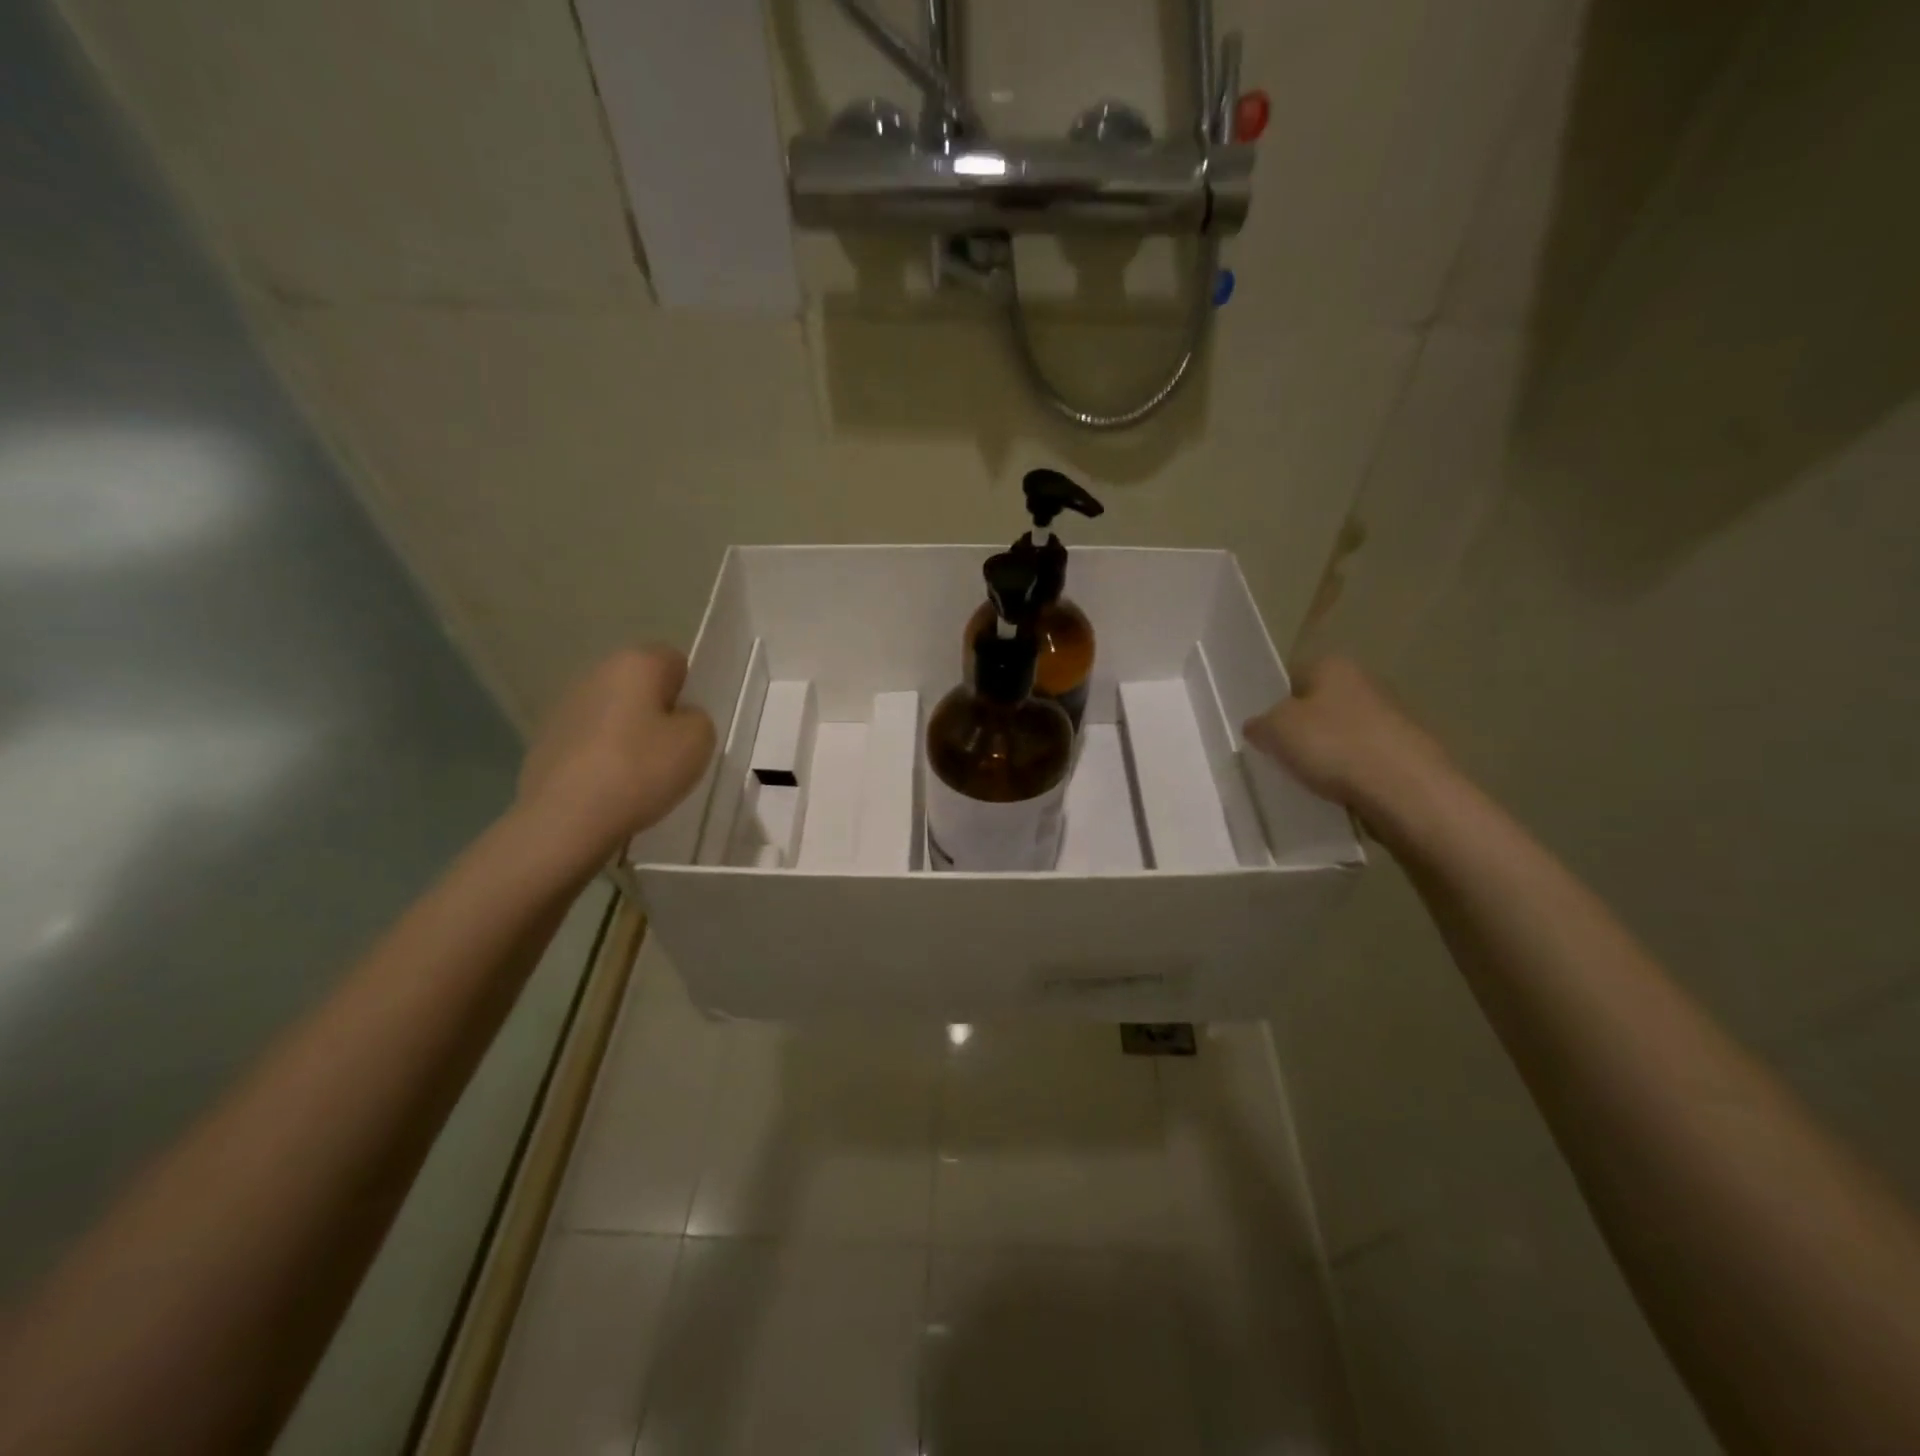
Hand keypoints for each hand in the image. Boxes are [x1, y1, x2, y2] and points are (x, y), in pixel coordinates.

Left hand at [516, 647, 715, 861]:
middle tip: (671, 753)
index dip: (688, 692)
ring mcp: (565, 707)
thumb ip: (698, 719)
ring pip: (613, 714)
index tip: (690, 728)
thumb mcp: (698, 742)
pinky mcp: (545, 741)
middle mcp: (596, 673)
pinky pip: (590, 742)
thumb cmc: (640, 770)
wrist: (565, 819)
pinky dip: (602, 758)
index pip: (674, 661)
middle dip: (657, 713)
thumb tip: (679, 719)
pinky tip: (610, 789)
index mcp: (635, 663)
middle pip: (640, 687)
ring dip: (628, 735)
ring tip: (640, 777)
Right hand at [1243, 657, 1450, 821]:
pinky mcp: (1404, 751)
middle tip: (1280, 756)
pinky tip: (1338, 792)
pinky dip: (1348, 773)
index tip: (1263, 731)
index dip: (1273, 702)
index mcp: (1332, 666)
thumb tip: (1258, 726)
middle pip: (1317, 705)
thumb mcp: (1275, 730)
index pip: (1292, 676)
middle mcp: (1364, 682)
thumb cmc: (1334, 746)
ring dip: (1325, 752)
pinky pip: (1362, 758)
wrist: (1406, 790)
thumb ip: (1259, 724)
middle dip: (1300, 729)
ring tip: (1308, 779)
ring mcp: (1389, 717)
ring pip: (1340, 733)